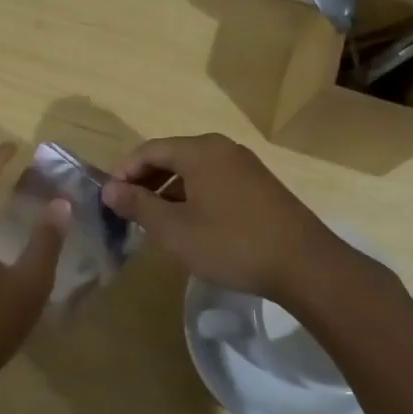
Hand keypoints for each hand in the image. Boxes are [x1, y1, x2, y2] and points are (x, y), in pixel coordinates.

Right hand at [102, 133, 377, 301]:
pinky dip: (193, 196)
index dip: (123, 172)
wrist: (304, 265)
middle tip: (128, 212)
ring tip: (155, 222)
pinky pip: (214, 182)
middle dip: (146, 181)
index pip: (148, 150)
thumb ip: (138, 205)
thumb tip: (108, 189)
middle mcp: (222, 148)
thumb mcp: (174, 229)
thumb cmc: (231, 243)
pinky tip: (191, 225)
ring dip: (169, 191)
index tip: (109, 199)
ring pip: (194, 171)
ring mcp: (245, 166)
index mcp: (199, 150)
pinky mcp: (260, 186)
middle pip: (172, 156)